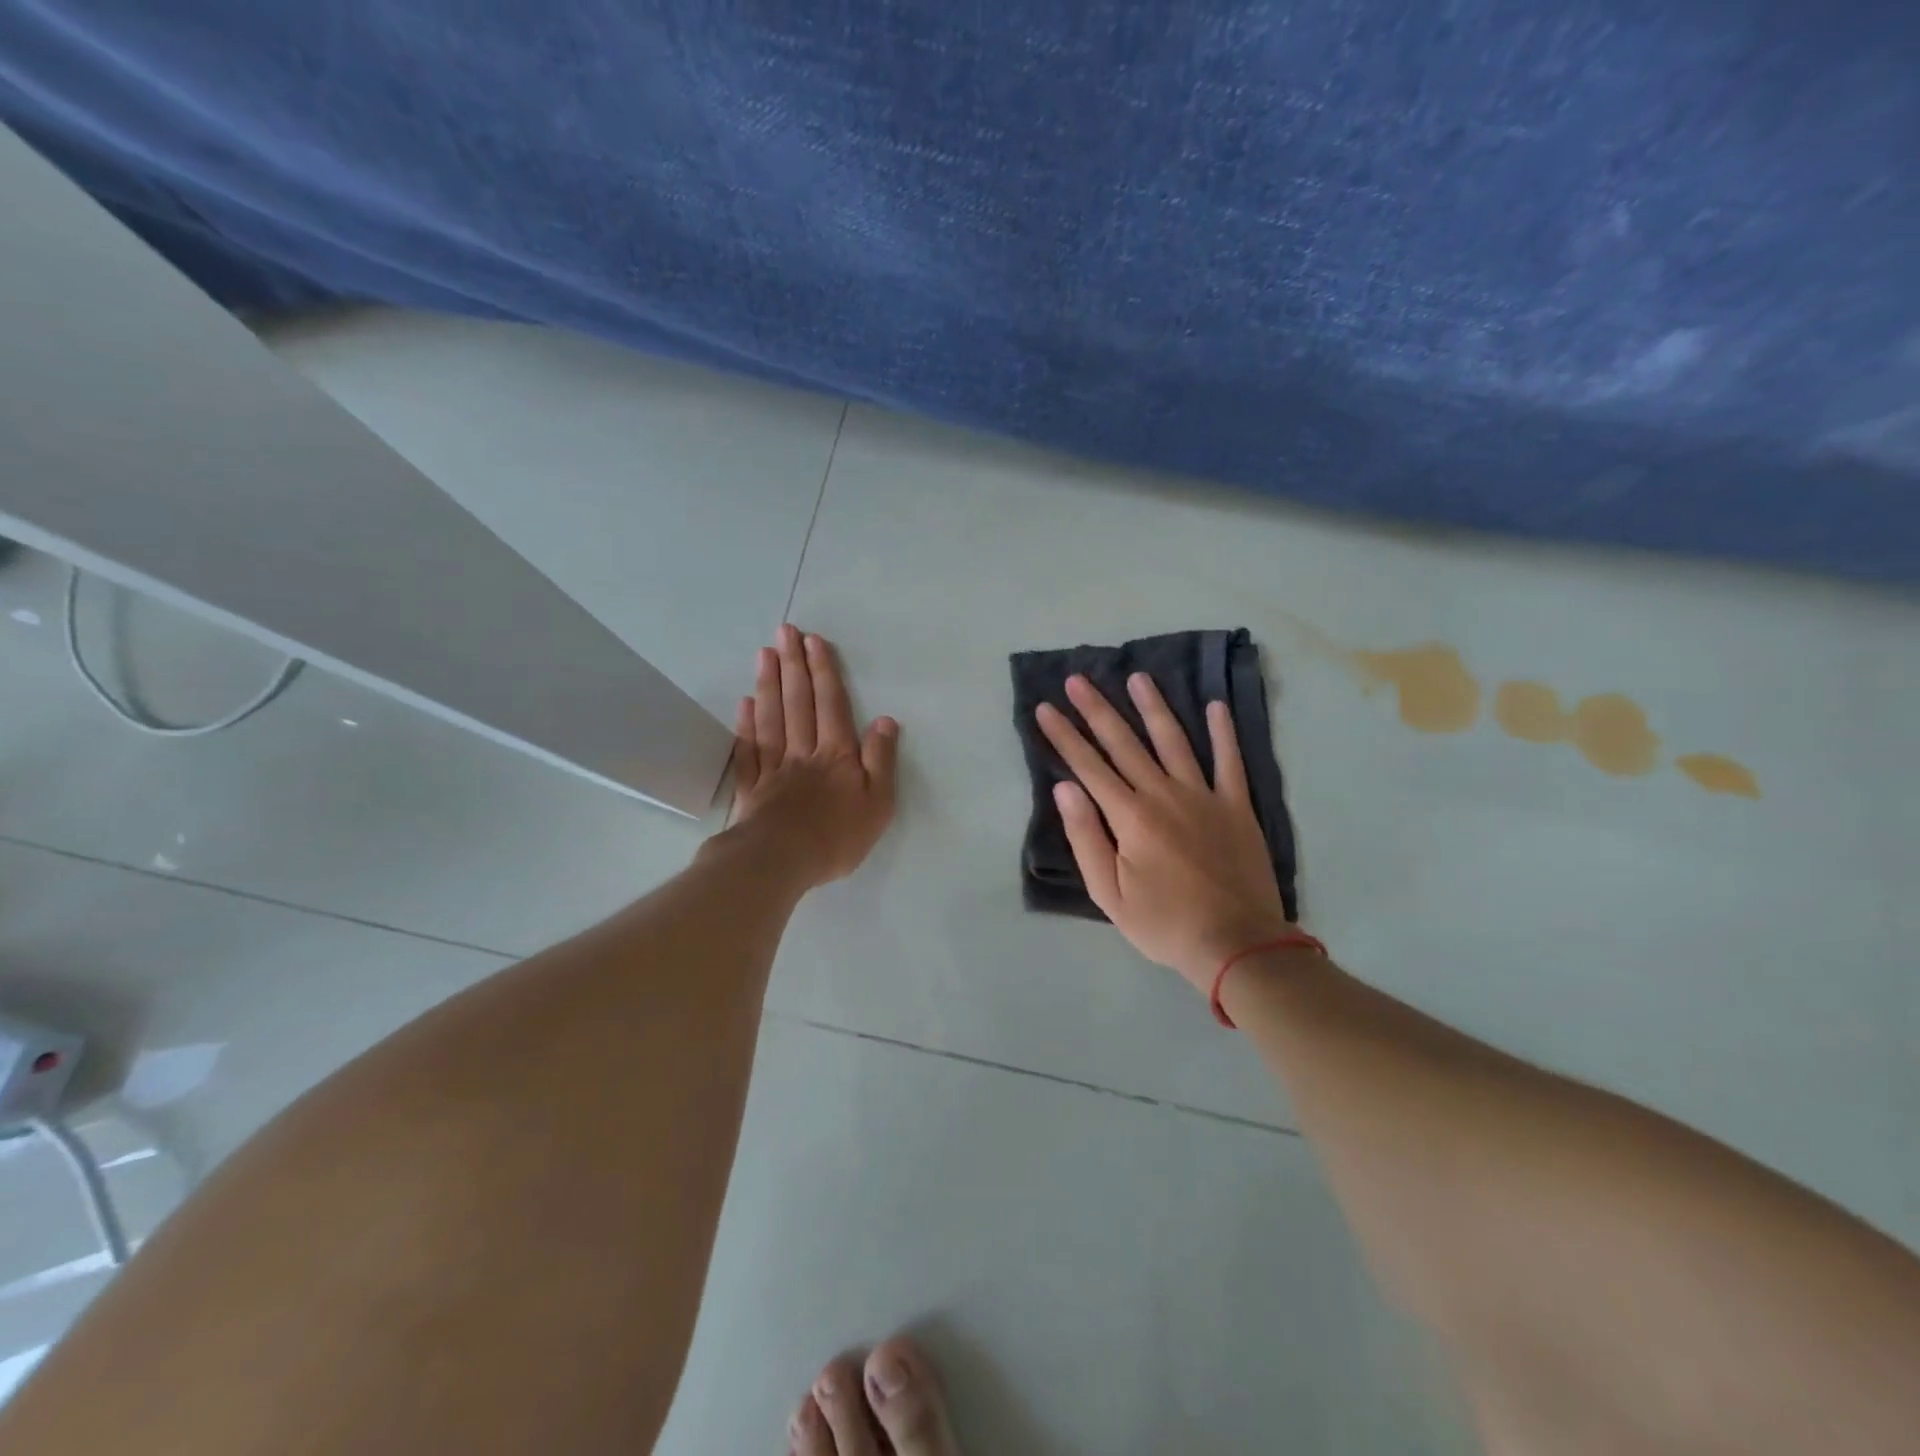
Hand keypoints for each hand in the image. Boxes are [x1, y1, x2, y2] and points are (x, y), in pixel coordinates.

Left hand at [727, 624, 898, 887]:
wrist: (781, 861)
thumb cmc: (837, 836)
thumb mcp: (878, 803)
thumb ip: (881, 760)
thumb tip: (886, 721)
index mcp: (837, 755)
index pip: (831, 705)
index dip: (824, 672)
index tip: (814, 641)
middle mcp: (804, 752)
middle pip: (798, 702)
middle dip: (794, 665)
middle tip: (785, 632)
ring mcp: (774, 768)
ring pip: (771, 718)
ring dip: (769, 684)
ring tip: (765, 654)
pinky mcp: (752, 788)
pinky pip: (749, 750)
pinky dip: (746, 725)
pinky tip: (745, 704)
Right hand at [1036, 673, 1291, 992]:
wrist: (1237, 944)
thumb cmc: (1164, 923)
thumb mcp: (1109, 893)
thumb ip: (1086, 837)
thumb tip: (1065, 788)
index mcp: (1130, 816)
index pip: (1088, 766)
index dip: (1064, 736)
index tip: (1045, 708)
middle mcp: (1164, 794)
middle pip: (1124, 743)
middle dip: (1097, 710)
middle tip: (1078, 679)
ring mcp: (1204, 796)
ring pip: (1173, 740)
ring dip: (1153, 707)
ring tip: (1138, 677)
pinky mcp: (1237, 806)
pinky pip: (1230, 761)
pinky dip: (1223, 732)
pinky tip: (1215, 705)